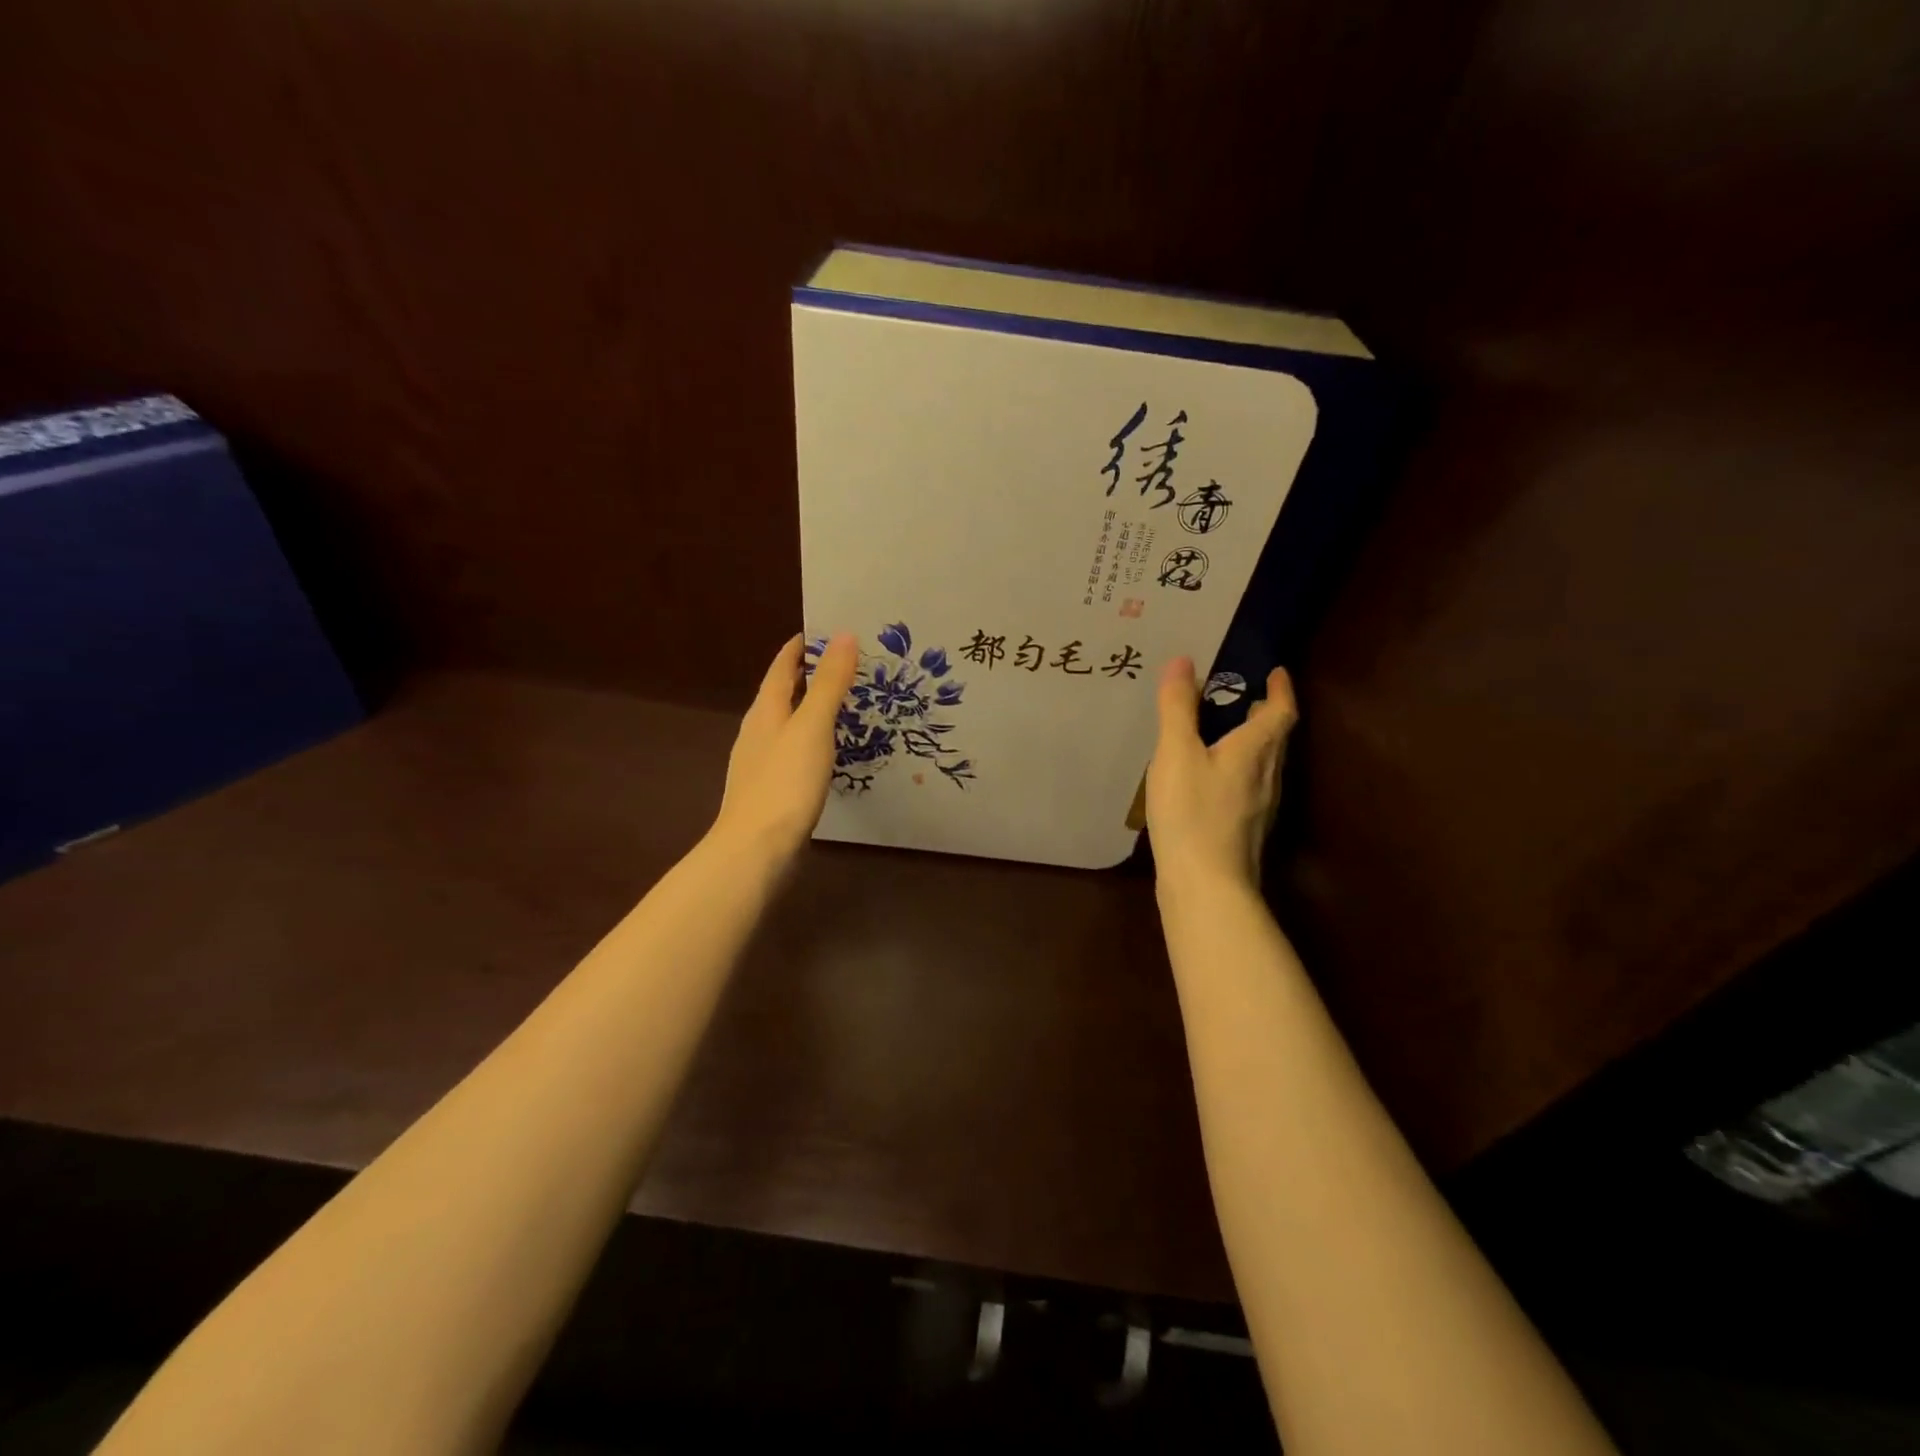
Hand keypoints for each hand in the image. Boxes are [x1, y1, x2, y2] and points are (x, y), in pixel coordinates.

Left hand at [711, 632, 858, 860]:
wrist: (755, 849)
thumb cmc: (785, 782)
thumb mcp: (812, 727)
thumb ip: (829, 684)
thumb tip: (844, 635)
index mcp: (765, 711)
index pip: (781, 667)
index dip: (800, 648)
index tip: (826, 631)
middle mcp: (758, 732)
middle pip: (782, 694)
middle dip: (809, 677)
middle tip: (847, 666)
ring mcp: (761, 763)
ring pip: (787, 725)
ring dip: (810, 710)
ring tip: (843, 705)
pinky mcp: (771, 790)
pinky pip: (793, 753)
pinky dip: (811, 741)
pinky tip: (826, 753)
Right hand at [1146, 658, 1297, 891]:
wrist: (1206, 886)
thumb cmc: (1192, 813)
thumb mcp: (1177, 753)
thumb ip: (1179, 708)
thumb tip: (1184, 660)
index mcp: (1256, 750)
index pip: (1281, 712)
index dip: (1281, 689)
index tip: (1276, 671)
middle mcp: (1267, 776)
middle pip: (1275, 738)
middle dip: (1264, 714)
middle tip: (1244, 697)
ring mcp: (1260, 808)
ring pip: (1263, 765)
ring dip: (1251, 743)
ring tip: (1225, 733)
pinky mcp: (1244, 831)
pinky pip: (1248, 787)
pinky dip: (1237, 770)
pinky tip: (1211, 781)